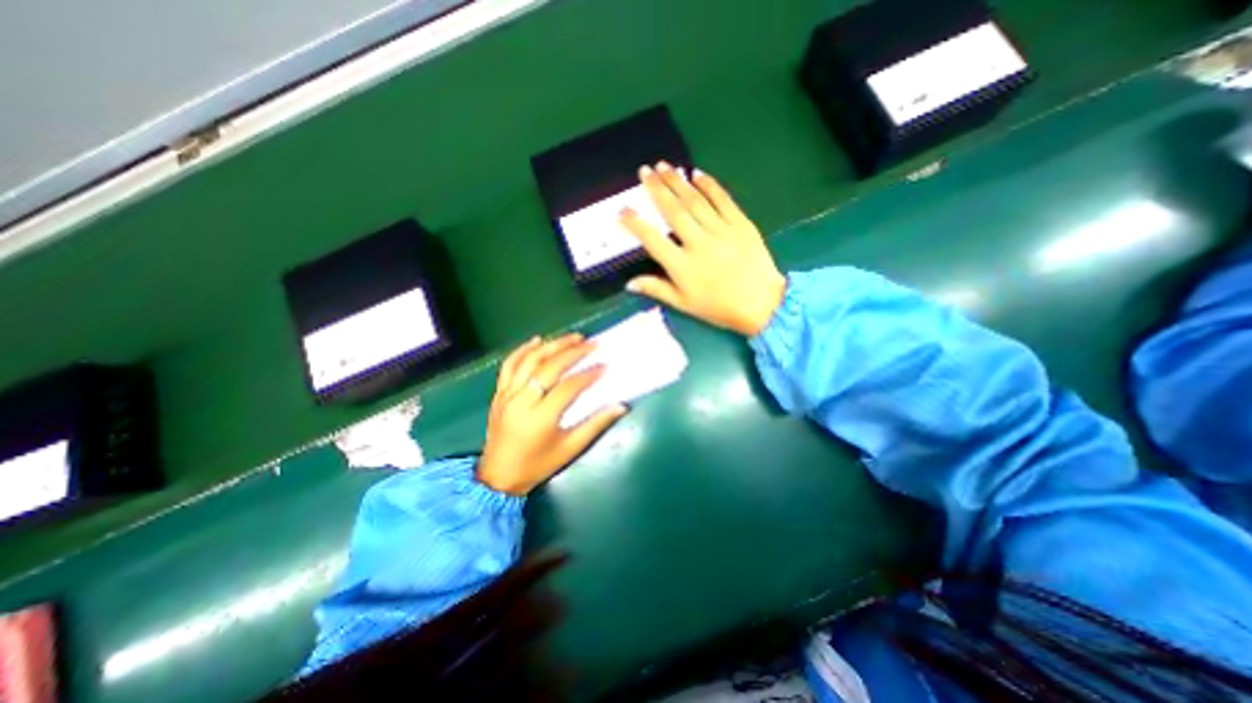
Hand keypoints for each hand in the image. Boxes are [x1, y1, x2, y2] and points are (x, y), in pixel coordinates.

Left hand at [478, 333, 630, 493]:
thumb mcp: (570, 449)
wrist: (498, 476)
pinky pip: (508, 365)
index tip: (604, 366)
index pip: (568, 388)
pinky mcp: (498, 393)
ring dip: (552, 345)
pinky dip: (522, 350)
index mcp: (540, 419)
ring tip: (572, 337)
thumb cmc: (538, 465)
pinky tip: (537, 340)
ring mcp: (506, 395)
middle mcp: (521, 402)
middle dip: (572, 353)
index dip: (588, 375)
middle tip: (592, 343)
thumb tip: (620, 406)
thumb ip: (595, 425)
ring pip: (529, 361)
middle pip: (548, 368)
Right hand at [624, 164, 784, 341]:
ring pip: (695, 201)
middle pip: (673, 211)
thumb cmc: (718, 307)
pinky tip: (697, 173)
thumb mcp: (684, 304)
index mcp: (682, 266)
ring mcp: (721, 231)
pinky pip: (723, 199)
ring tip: (664, 166)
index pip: (652, 239)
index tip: (623, 210)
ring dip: (678, 181)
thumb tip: (630, 283)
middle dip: (656, 189)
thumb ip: (657, 290)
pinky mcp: (741, 224)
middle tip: (644, 171)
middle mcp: (698, 243)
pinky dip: (709, 185)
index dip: (635, 224)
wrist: (761, 304)